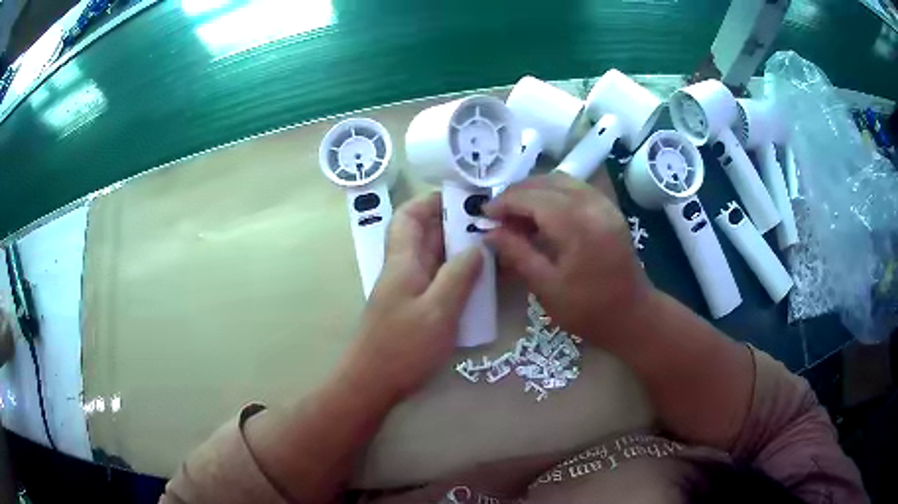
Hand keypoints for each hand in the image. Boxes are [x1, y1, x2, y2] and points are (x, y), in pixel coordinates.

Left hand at [340, 192, 481, 399]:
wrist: (372, 383)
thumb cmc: (403, 347)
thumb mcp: (438, 310)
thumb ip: (458, 276)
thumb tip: (476, 247)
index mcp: (402, 261)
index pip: (408, 216)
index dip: (430, 202)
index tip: (462, 198)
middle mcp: (402, 269)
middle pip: (423, 234)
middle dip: (453, 224)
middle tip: (488, 224)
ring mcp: (407, 290)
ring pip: (432, 258)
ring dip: (457, 250)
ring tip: (490, 248)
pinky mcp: (412, 308)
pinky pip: (436, 280)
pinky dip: (455, 274)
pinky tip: (477, 283)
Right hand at [484, 173, 653, 348]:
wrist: (633, 316)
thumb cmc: (588, 309)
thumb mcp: (546, 287)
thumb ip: (517, 253)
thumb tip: (489, 232)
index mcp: (577, 225)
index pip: (532, 198)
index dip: (504, 202)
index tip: (483, 214)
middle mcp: (593, 205)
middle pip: (546, 182)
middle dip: (517, 193)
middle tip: (498, 216)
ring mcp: (605, 204)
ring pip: (562, 180)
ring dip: (535, 190)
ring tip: (517, 214)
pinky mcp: (609, 209)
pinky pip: (576, 188)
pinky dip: (554, 193)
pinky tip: (543, 213)